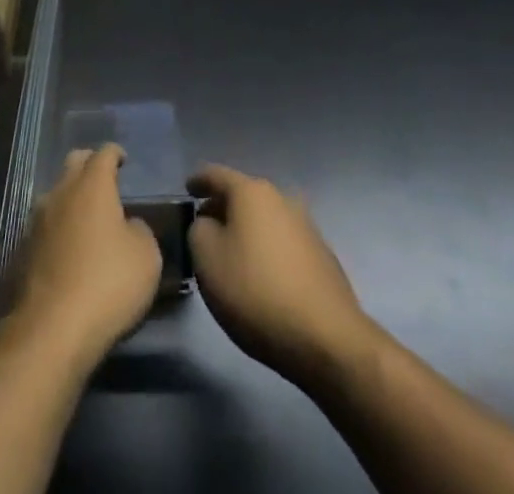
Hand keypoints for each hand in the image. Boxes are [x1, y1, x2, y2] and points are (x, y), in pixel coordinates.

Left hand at [8, 145, 161, 371]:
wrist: (52, 329)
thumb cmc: (107, 284)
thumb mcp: (146, 257)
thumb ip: (139, 230)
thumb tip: (127, 226)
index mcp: (92, 186)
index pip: (103, 154)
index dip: (115, 153)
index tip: (123, 159)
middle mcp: (60, 193)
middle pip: (73, 163)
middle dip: (89, 165)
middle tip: (104, 180)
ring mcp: (36, 220)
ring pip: (55, 194)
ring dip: (70, 198)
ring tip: (86, 218)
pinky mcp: (22, 249)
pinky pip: (44, 226)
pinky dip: (57, 229)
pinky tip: (67, 250)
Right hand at [187, 164, 379, 390]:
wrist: (327, 339)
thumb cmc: (256, 292)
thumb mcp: (207, 260)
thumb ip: (198, 231)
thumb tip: (209, 224)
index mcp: (251, 191)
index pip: (215, 175)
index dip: (197, 181)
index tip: (186, 190)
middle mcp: (281, 198)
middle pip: (243, 195)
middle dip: (222, 208)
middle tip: (204, 228)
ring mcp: (306, 225)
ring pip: (265, 219)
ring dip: (246, 230)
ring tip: (231, 254)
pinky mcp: (322, 255)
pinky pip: (283, 242)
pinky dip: (266, 249)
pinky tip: (261, 275)